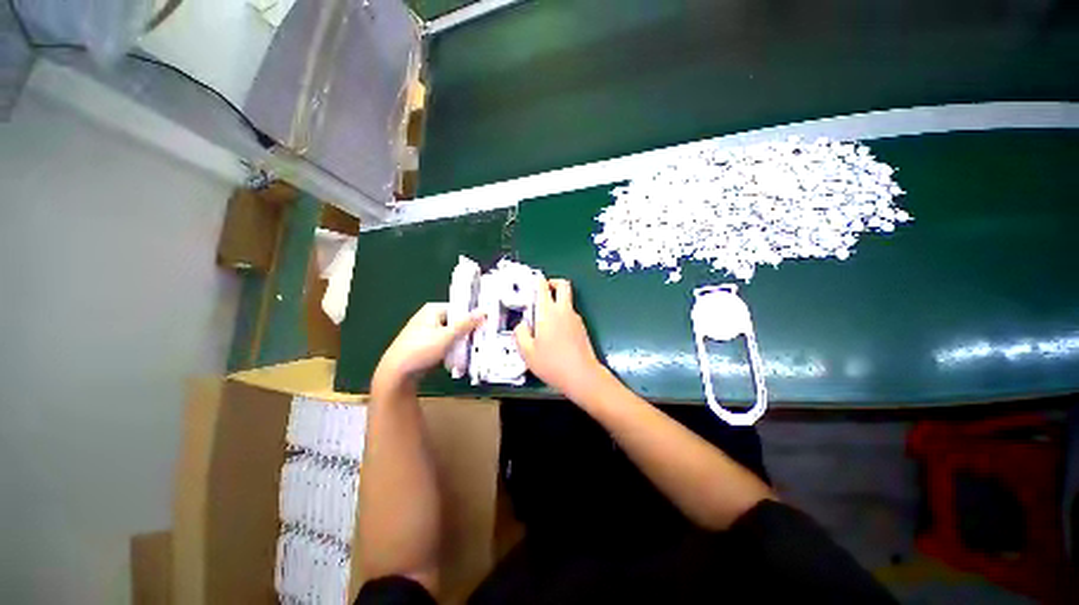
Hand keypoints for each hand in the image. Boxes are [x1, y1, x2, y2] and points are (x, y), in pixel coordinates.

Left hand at [374, 303, 483, 391]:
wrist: (396, 374)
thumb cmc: (420, 350)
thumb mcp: (447, 336)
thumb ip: (466, 323)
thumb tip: (484, 310)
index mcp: (433, 310)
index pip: (460, 308)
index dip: (473, 316)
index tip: (486, 325)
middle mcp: (430, 318)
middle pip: (457, 322)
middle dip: (468, 333)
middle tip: (481, 341)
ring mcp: (428, 332)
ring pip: (453, 335)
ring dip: (462, 344)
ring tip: (472, 352)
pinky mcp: (427, 345)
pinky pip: (446, 345)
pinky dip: (453, 350)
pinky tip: (460, 359)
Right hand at [514, 279, 604, 401]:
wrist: (581, 376)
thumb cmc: (551, 363)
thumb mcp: (527, 351)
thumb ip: (520, 333)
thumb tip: (521, 324)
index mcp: (548, 313)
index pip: (544, 288)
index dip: (538, 281)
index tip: (533, 280)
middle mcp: (564, 311)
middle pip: (563, 285)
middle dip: (553, 282)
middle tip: (544, 289)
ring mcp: (575, 319)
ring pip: (567, 301)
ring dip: (557, 301)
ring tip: (544, 317)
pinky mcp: (582, 328)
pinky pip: (570, 314)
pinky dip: (562, 315)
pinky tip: (554, 332)